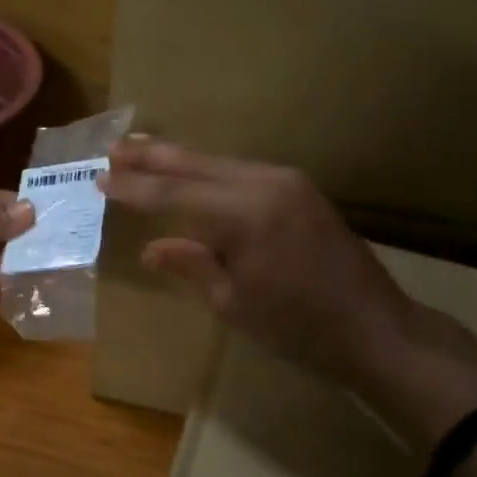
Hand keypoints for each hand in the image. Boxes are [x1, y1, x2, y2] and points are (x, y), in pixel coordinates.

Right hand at [100, 138, 460, 389]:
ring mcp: (288, 182)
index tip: (101, 178)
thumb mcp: (234, 303)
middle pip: (197, 164)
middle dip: (154, 157)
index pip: (175, 194)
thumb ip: (191, 265)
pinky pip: (243, 172)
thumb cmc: (299, 327)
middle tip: (115, 148)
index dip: (135, 188)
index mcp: (245, 213)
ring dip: (182, 160)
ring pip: (221, 162)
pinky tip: (194, 174)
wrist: (376, 328)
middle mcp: (266, 183)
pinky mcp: (301, 190)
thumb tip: (151, 248)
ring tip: (144, 152)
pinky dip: (211, 172)